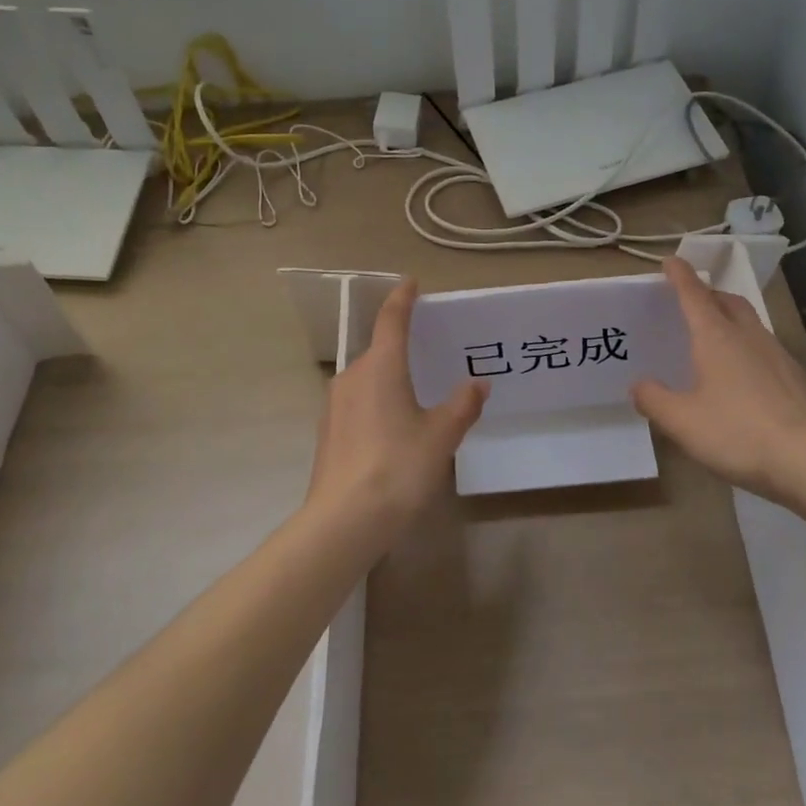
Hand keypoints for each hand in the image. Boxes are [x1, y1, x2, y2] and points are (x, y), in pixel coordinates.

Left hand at [306, 279, 487, 537]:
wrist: (344, 522)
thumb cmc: (398, 467)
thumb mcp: (441, 436)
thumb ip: (462, 405)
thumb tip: (478, 383)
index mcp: (381, 367)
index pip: (391, 320)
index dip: (402, 299)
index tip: (410, 283)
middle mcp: (352, 377)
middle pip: (379, 352)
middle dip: (401, 350)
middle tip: (428, 357)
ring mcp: (334, 405)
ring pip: (367, 380)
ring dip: (388, 381)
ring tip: (415, 400)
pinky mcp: (327, 432)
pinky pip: (357, 404)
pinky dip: (376, 405)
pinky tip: (392, 432)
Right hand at [631, 257, 805, 508]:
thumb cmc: (738, 433)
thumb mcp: (682, 422)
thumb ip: (655, 400)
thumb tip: (638, 385)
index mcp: (716, 337)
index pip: (694, 294)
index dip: (680, 276)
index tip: (670, 261)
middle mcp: (748, 336)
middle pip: (727, 301)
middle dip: (708, 294)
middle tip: (692, 301)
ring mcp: (778, 354)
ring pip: (750, 322)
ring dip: (730, 318)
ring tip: (716, 337)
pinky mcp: (796, 377)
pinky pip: (766, 348)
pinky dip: (749, 347)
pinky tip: (745, 375)